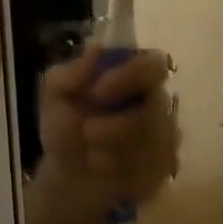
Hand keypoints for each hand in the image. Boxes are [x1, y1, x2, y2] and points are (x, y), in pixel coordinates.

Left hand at [36, 46, 180, 207]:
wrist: (67, 174)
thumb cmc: (66, 126)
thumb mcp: (55, 97)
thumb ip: (70, 74)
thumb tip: (96, 49)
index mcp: (135, 76)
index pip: (153, 64)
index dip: (131, 75)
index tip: (98, 91)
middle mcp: (158, 103)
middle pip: (158, 108)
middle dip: (121, 125)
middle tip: (88, 132)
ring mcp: (166, 138)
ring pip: (156, 143)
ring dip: (117, 152)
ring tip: (91, 156)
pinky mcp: (166, 169)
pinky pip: (154, 170)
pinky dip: (124, 173)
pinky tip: (105, 171)